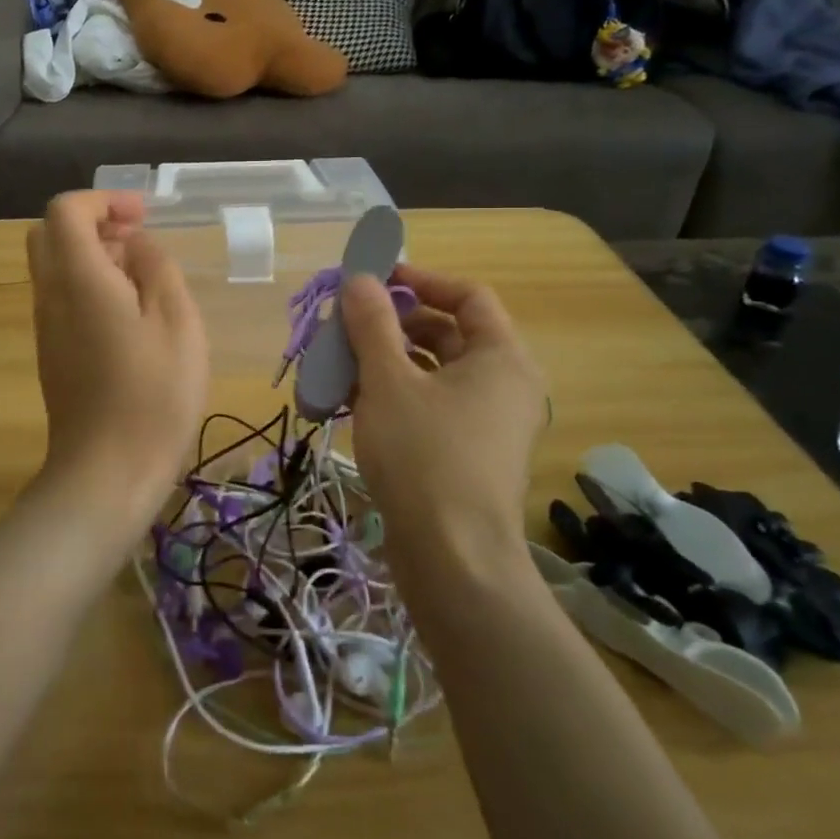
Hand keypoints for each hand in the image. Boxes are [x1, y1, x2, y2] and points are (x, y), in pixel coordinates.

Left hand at [25, 192, 208, 532]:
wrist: (107, 473)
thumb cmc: (153, 395)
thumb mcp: (177, 322)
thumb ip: (157, 269)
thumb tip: (136, 245)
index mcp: (78, 279)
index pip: (65, 211)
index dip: (102, 200)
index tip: (142, 216)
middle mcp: (50, 296)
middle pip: (50, 234)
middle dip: (93, 223)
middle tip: (137, 240)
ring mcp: (47, 327)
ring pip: (55, 267)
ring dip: (93, 256)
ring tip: (144, 280)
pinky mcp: (53, 353)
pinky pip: (62, 298)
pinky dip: (90, 285)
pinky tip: (131, 316)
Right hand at [339, 265, 548, 580]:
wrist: (452, 559)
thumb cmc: (424, 455)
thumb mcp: (389, 381)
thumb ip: (373, 323)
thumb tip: (360, 279)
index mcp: (501, 357)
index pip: (467, 295)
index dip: (421, 280)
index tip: (374, 280)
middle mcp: (503, 384)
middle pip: (446, 333)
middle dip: (391, 325)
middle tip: (345, 324)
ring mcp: (486, 422)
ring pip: (432, 372)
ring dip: (384, 361)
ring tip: (336, 364)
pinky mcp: (466, 453)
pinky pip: (429, 405)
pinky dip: (392, 395)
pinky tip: (347, 402)